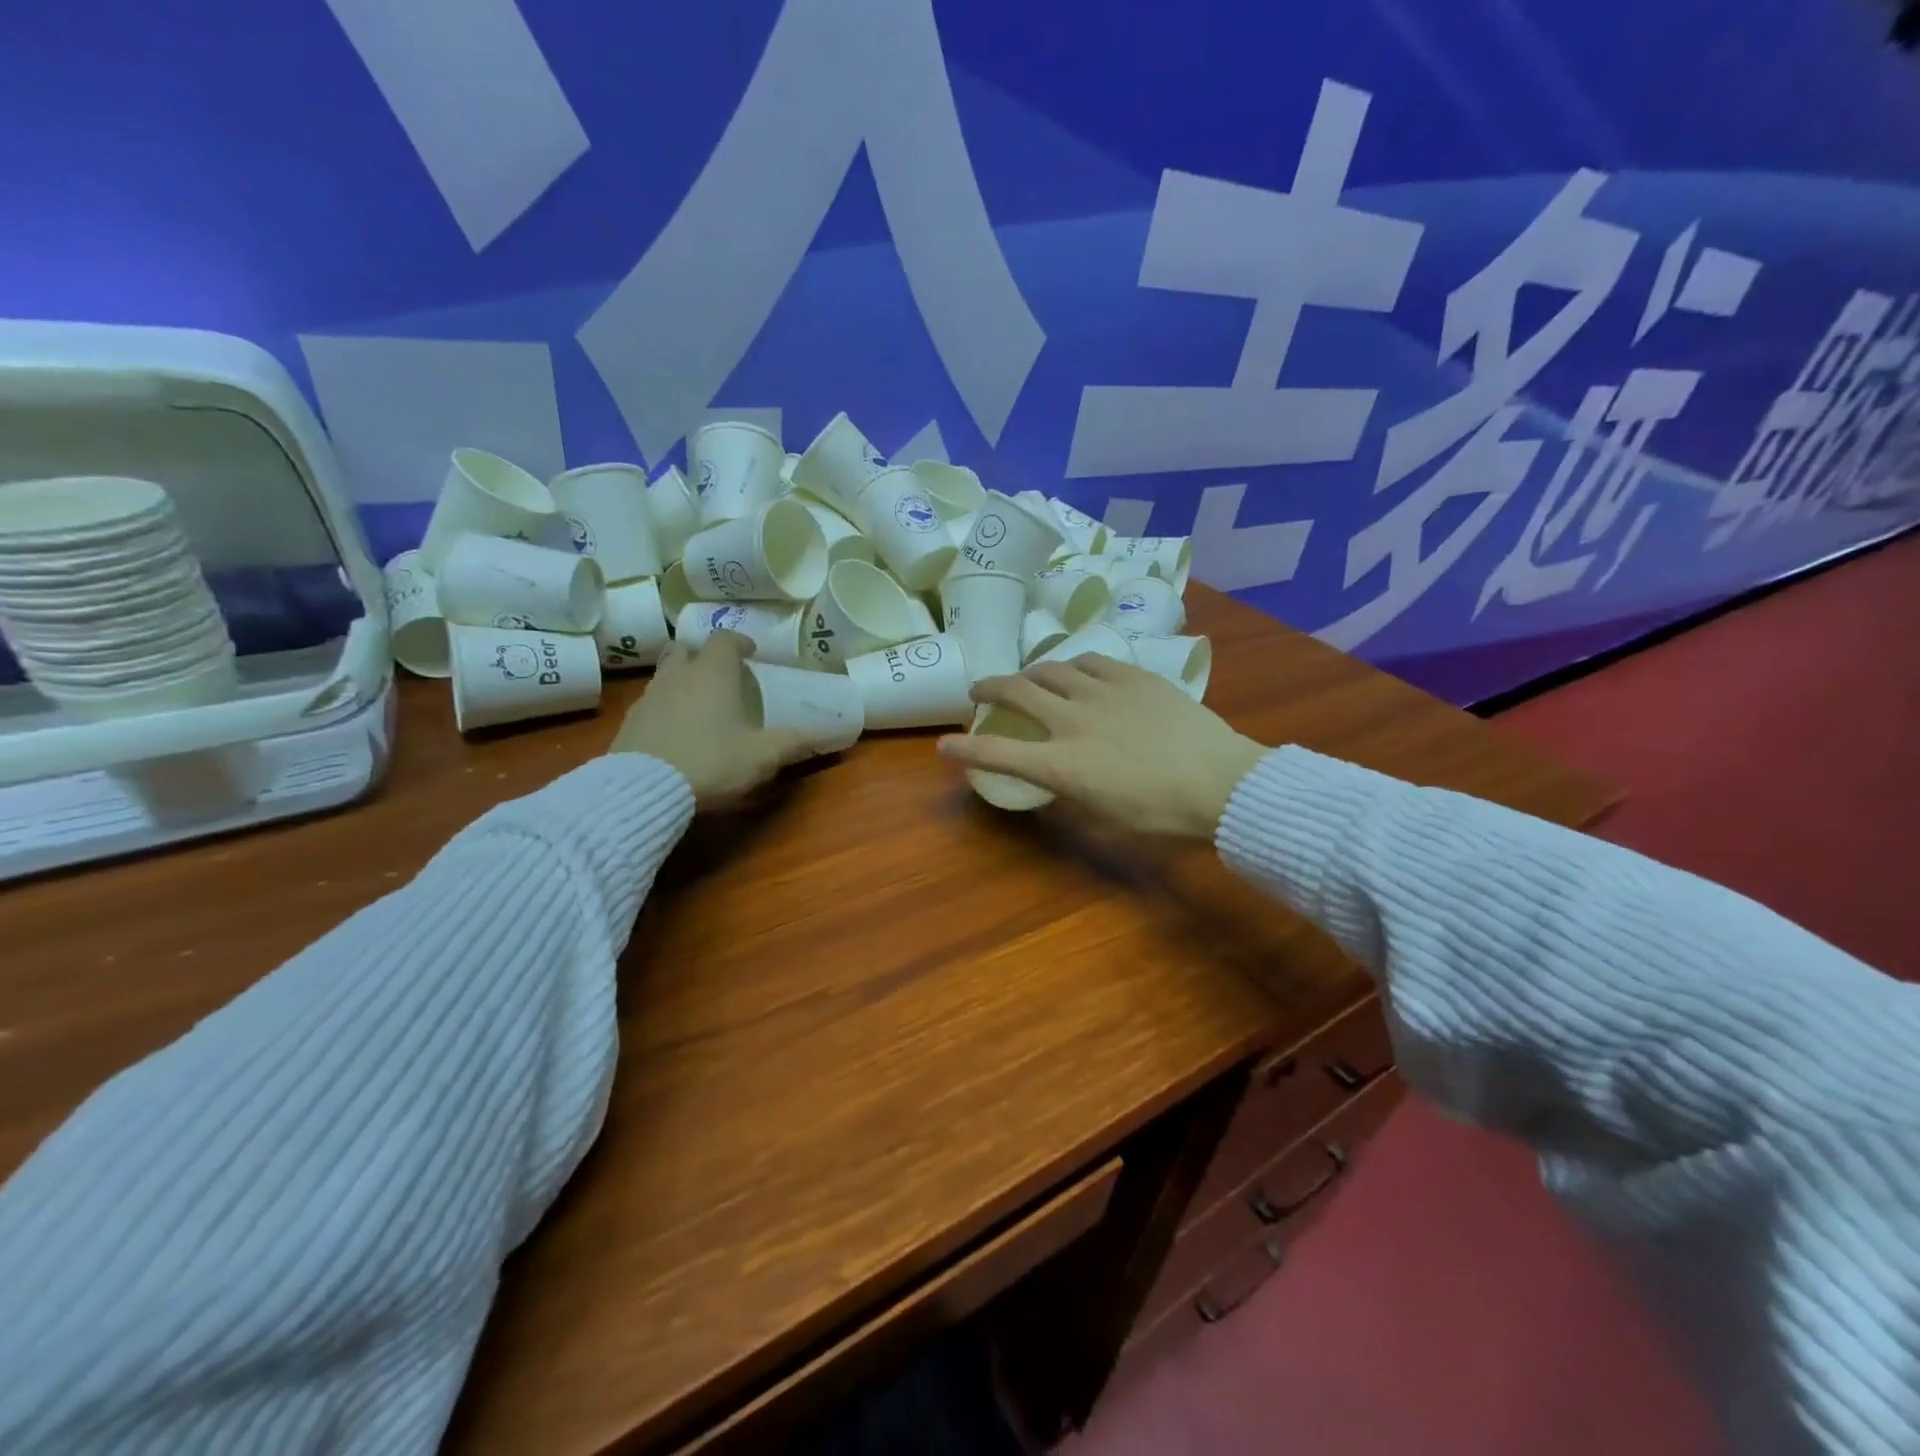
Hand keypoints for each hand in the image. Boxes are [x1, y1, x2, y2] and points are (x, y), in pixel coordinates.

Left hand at [611, 632, 808, 807]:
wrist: (645, 787)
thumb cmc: (712, 760)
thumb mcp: (762, 755)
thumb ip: (794, 742)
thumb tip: (825, 733)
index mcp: (714, 672)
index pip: (725, 639)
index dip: (739, 642)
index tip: (751, 653)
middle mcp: (679, 674)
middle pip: (687, 648)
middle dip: (704, 655)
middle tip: (721, 673)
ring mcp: (650, 695)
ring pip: (666, 673)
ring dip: (682, 680)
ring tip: (699, 702)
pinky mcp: (630, 720)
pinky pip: (651, 702)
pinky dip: (665, 707)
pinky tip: (675, 730)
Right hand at [937, 656, 1267, 837]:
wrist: (1223, 783)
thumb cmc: (1164, 816)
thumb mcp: (1107, 820)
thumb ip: (1074, 796)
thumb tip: (1061, 781)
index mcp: (1061, 765)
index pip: (998, 754)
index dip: (964, 749)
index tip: (943, 745)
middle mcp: (1072, 721)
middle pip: (1015, 693)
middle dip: (988, 690)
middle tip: (978, 691)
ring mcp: (1102, 693)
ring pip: (1050, 669)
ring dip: (1028, 673)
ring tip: (1025, 677)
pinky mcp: (1132, 676)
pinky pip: (1091, 661)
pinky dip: (1073, 666)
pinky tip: (1075, 670)